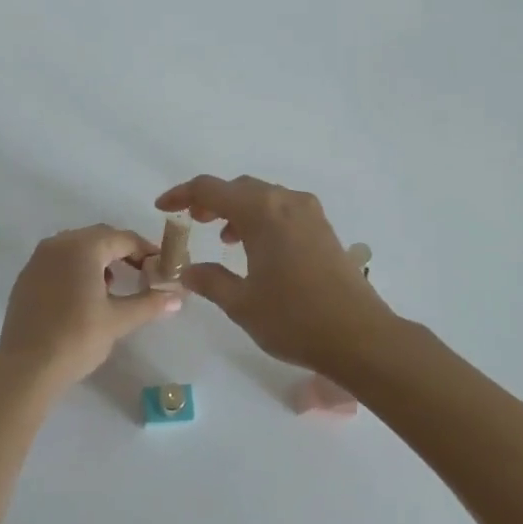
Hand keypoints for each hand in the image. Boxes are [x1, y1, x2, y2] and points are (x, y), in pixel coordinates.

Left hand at [0, 225, 181, 391]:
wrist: (25, 368)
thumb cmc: (77, 337)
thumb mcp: (118, 320)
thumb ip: (150, 304)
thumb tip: (178, 297)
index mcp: (83, 246)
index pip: (123, 238)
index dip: (146, 250)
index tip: (161, 266)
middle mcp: (58, 243)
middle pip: (99, 237)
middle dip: (123, 252)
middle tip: (142, 273)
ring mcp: (38, 259)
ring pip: (77, 247)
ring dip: (99, 259)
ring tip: (113, 287)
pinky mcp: (26, 277)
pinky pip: (58, 261)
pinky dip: (76, 269)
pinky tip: (83, 297)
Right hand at [155, 175, 395, 375]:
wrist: (359, 336)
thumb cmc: (294, 319)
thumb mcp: (242, 303)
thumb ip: (210, 281)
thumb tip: (188, 270)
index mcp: (262, 212)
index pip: (210, 189)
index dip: (182, 195)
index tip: (163, 208)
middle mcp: (286, 201)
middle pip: (239, 187)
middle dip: (211, 200)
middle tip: (192, 221)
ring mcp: (309, 213)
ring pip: (264, 196)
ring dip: (238, 209)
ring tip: (223, 237)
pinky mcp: (324, 228)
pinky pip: (283, 209)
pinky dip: (262, 217)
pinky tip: (257, 248)